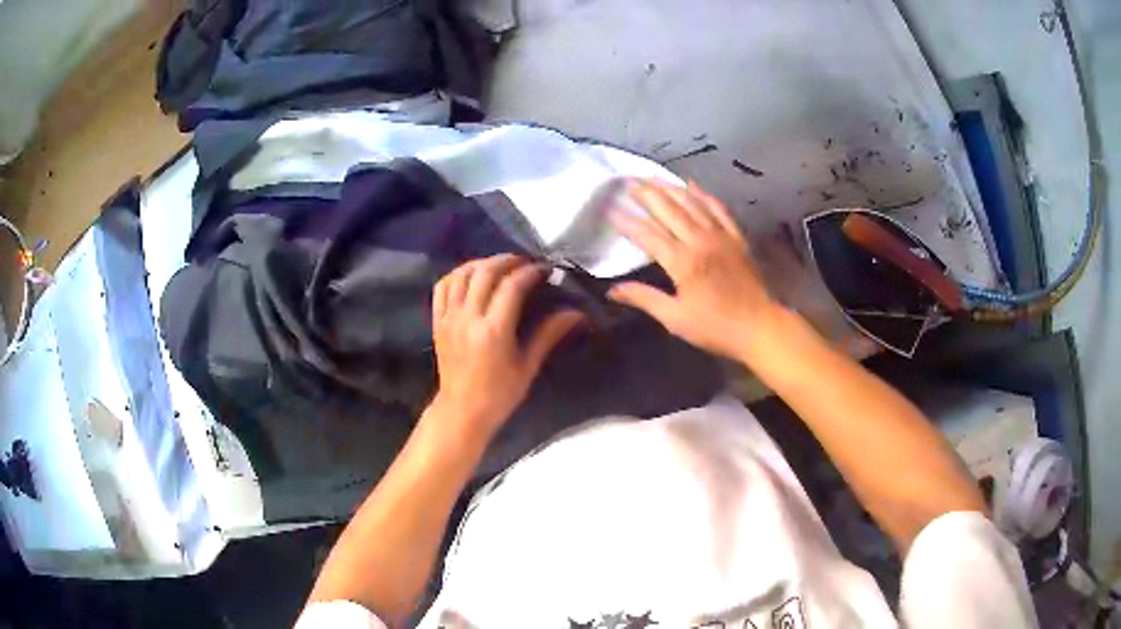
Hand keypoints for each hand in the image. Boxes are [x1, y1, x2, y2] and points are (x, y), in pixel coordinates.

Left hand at [429, 254, 583, 439]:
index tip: (545, 269)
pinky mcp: (437, 321)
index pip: (511, 287)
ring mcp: (449, 318)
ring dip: (482, 263)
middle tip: (525, 262)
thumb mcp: (528, 366)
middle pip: (486, 273)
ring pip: (462, 275)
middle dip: (507, 261)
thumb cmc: (499, 394)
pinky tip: (471, 275)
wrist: (462, 411)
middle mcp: (469, 318)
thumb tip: (576, 312)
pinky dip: (457, 274)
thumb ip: (548, 334)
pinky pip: (442, 287)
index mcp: (494, 330)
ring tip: (500, 265)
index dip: (530, 272)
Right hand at [608, 179, 781, 361]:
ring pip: (692, 204)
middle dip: (647, 194)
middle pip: (669, 210)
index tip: (610, 210)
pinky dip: (703, 195)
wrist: (759, 326)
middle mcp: (700, 241)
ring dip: (670, 188)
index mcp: (683, 263)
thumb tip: (612, 291)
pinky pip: (718, 209)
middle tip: (629, 181)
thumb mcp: (675, 319)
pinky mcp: (736, 237)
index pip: (648, 235)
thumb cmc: (715, 327)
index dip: (627, 222)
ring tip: (652, 177)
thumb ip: (645, 299)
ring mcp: (720, 236)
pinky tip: (692, 185)